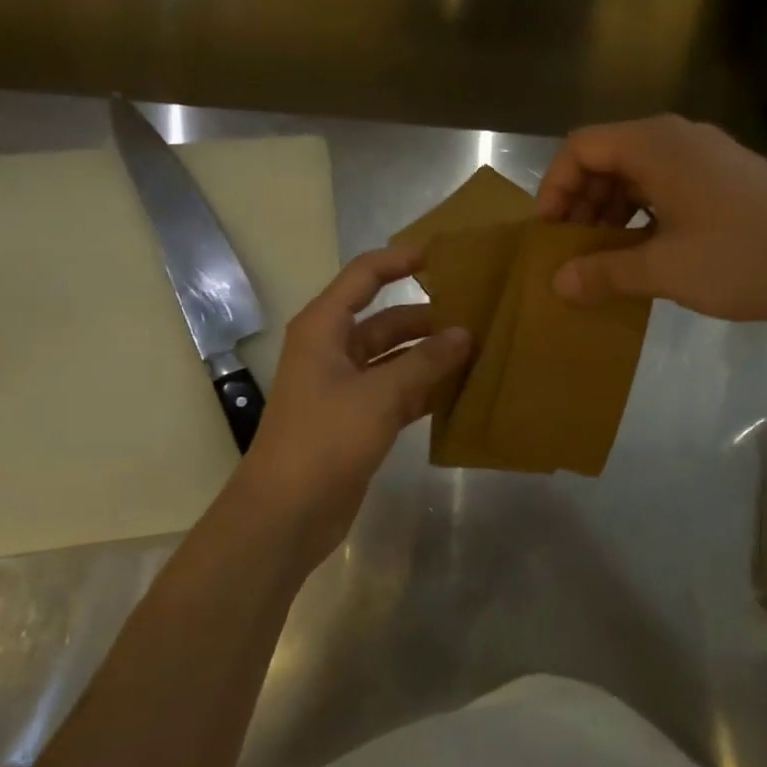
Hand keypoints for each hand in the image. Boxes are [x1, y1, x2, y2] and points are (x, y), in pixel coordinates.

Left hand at [231, 245, 470, 565]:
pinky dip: (426, 390)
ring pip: (396, 359)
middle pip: (387, 320)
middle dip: (428, 317)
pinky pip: (398, 392)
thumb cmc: (325, 440)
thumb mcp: (379, 395)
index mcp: (324, 329)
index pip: (364, 276)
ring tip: (479, 350)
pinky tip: (462, 391)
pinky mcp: (358, 420)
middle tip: (479, 314)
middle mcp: (333, 350)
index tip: (444, 254)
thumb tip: (465, 334)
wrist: (287, 513)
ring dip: (431, 356)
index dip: (400, 260)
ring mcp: (346, 387)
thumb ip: (425, 363)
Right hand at [536, 115, 766, 322]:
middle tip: (572, 250)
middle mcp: (678, 138)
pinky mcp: (726, 178)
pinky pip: (667, 185)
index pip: (582, 146)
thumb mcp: (666, 270)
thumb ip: (605, 273)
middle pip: (608, 156)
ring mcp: (706, 156)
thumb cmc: (744, 259)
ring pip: (638, 173)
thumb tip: (557, 283)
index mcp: (656, 145)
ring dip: (611, 210)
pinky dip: (643, 214)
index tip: (549, 233)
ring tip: (604, 257)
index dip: (555, 187)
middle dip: (581, 202)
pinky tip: (645, 252)